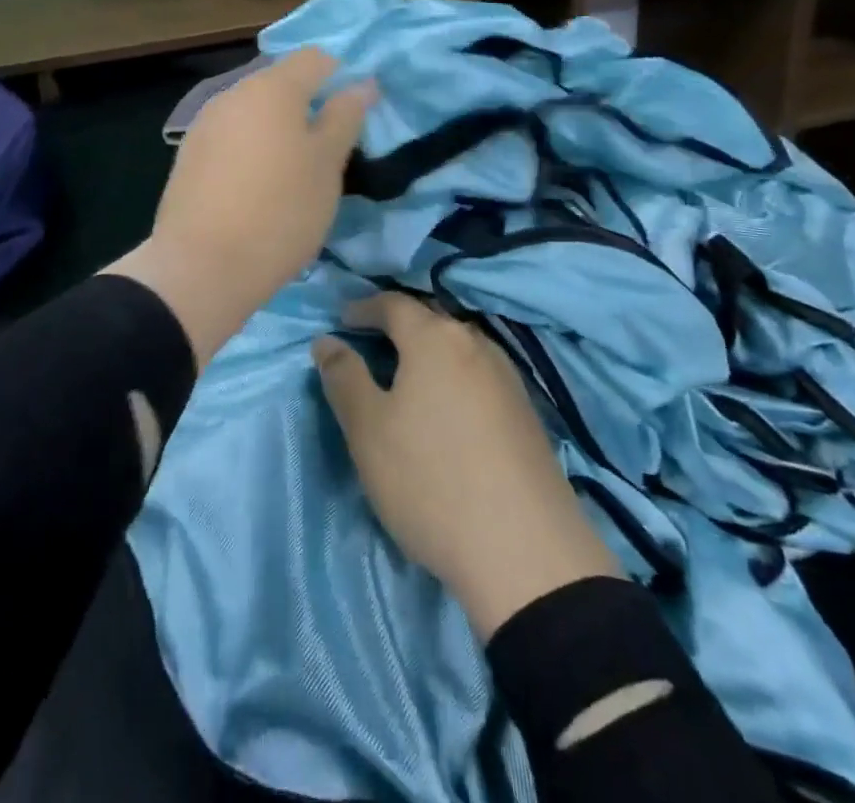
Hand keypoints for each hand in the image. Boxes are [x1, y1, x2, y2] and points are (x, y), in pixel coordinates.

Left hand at [106, 48, 372, 366]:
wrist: (201, 267)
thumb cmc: (281, 211)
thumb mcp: (327, 165)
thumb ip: (345, 117)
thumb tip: (361, 84)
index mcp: (272, 87)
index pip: (315, 58)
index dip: (341, 76)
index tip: (355, 114)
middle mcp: (233, 93)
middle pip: (280, 83)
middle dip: (308, 105)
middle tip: (329, 149)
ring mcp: (205, 124)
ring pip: (254, 111)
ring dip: (278, 128)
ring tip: (294, 172)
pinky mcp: (188, 155)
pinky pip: (231, 136)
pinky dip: (251, 148)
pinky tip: (257, 186)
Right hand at [313, 293, 620, 639]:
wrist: (525, 550)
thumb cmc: (430, 480)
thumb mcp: (368, 430)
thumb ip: (343, 378)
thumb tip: (327, 341)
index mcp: (435, 337)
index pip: (393, 303)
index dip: (363, 308)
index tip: (342, 322)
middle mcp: (476, 344)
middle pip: (429, 321)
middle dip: (397, 328)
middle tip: (369, 346)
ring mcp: (509, 378)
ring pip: (458, 349)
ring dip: (429, 355)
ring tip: (406, 380)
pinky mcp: (527, 413)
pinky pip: (479, 377)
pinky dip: (454, 380)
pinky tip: (447, 411)